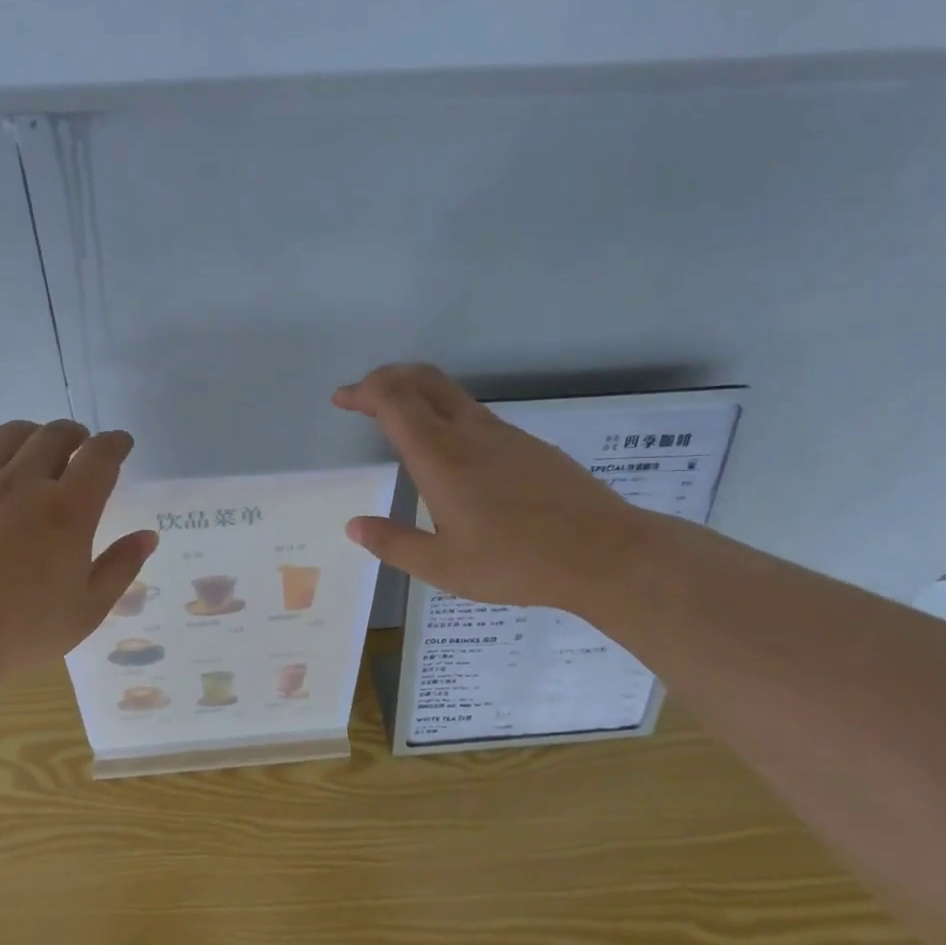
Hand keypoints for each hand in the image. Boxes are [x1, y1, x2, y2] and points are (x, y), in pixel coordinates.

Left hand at [0, 420, 156, 680]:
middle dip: (75, 434)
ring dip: (33, 433)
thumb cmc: (19, 631)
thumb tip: (147, 536)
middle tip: (80, 446)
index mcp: (68, 511)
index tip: (121, 444)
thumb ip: (120, 568)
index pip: (100, 457)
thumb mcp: (86, 611)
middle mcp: (23, 484)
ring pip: (9, 435)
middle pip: (54, 435)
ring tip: (37, 446)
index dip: (115, 443)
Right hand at [333, 364, 647, 613]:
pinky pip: (475, 414)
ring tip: (397, 421)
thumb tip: (354, 525)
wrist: (604, 553)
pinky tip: (449, 453)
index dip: (363, 391)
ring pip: (451, 393)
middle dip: (386, 378)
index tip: (341, 399)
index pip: (394, 400)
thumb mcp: (442, 566)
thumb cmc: (515, 562)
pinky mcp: (529, 445)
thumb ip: (393, 543)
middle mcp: (470, 433)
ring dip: (416, 394)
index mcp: (441, 457)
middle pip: (422, 379)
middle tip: (362, 397)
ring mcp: (504, 434)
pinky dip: (445, 414)